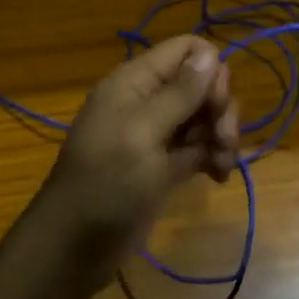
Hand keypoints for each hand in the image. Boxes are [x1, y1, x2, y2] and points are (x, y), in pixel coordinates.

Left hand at [35, 35, 239, 292]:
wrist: (74, 248)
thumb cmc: (105, 184)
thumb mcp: (143, 134)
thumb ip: (179, 94)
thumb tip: (211, 53)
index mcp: (135, 83)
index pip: (185, 50)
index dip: (210, 69)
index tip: (216, 103)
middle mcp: (146, 102)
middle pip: (200, 84)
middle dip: (220, 108)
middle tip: (224, 140)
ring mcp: (155, 135)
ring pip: (203, 117)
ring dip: (221, 135)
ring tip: (223, 165)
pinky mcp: (163, 166)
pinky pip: (198, 147)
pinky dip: (213, 157)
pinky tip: (219, 176)